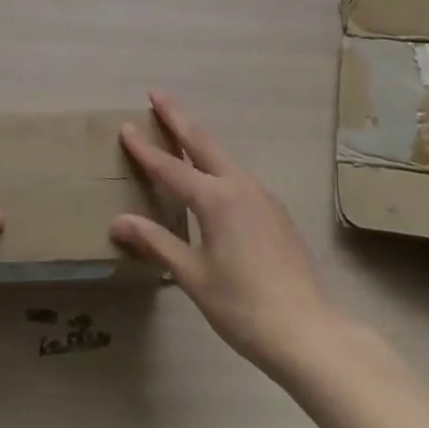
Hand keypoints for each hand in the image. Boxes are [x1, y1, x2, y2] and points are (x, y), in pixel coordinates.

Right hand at [111, 92, 333, 376]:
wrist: (310, 334)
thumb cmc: (244, 308)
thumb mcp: (193, 277)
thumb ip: (156, 243)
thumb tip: (118, 222)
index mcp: (215, 199)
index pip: (170, 167)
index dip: (145, 148)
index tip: (126, 126)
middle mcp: (239, 186)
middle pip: (202, 141)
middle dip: (178, 116)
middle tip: (156, 93)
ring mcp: (262, 196)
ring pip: (223, 156)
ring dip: (198, 137)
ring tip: (179, 128)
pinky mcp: (275, 211)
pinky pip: (238, 176)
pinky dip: (217, 163)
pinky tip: (213, 177)